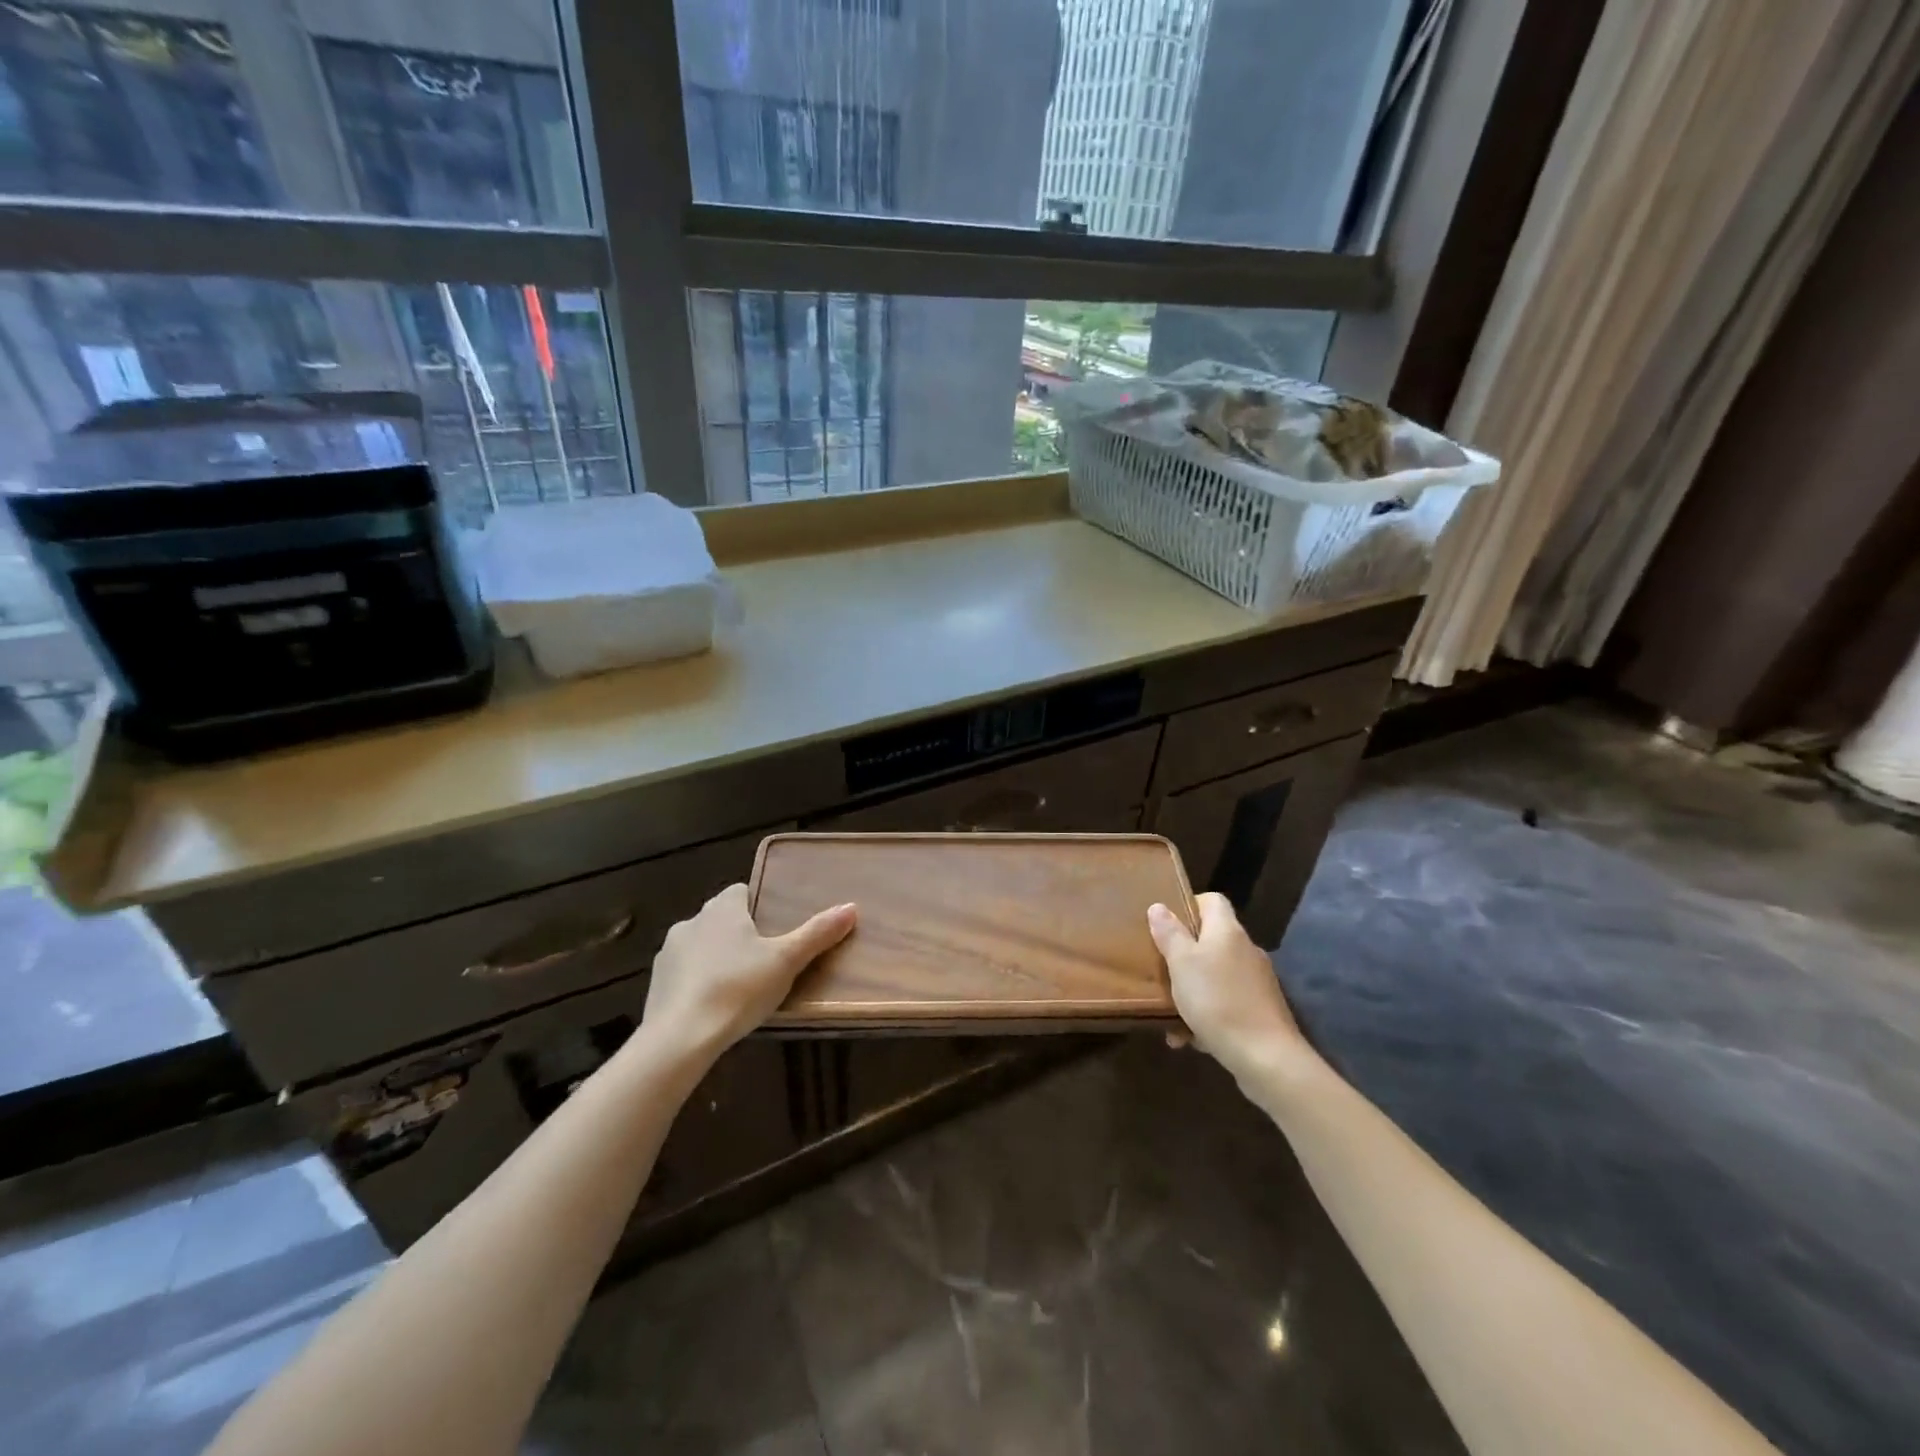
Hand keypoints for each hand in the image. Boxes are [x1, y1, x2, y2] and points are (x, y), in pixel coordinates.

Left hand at [643, 884, 854, 1061]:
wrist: (679, 1038)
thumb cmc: (738, 988)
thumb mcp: (786, 961)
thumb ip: (817, 933)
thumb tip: (851, 907)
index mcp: (722, 908)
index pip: (742, 891)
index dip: (759, 905)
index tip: (776, 926)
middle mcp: (692, 921)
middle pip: (721, 918)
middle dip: (740, 934)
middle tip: (766, 959)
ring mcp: (669, 953)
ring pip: (701, 946)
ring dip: (717, 958)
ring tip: (741, 986)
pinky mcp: (656, 984)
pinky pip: (684, 974)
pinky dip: (698, 983)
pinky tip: (714, 1006)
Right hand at [1148, 893, 1313, 1082]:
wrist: (1266, 1057)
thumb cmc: (1216, 1000)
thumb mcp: (1181, 963)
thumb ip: (1169, 933)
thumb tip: (1159, 906)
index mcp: (1227, 931)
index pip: (1211, 900)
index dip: (1188, 906)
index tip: (1166, 925)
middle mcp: (1246, 950)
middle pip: (1211, 939)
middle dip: (1184, 955)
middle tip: (1161, 970)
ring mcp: (1257, 981)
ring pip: (1216, 975)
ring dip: (1192, 991)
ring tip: (1170, 1015)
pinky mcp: (1261, 1010)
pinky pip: (1226, 1003)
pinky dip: (1208, 1015)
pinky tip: (1190, 1038)